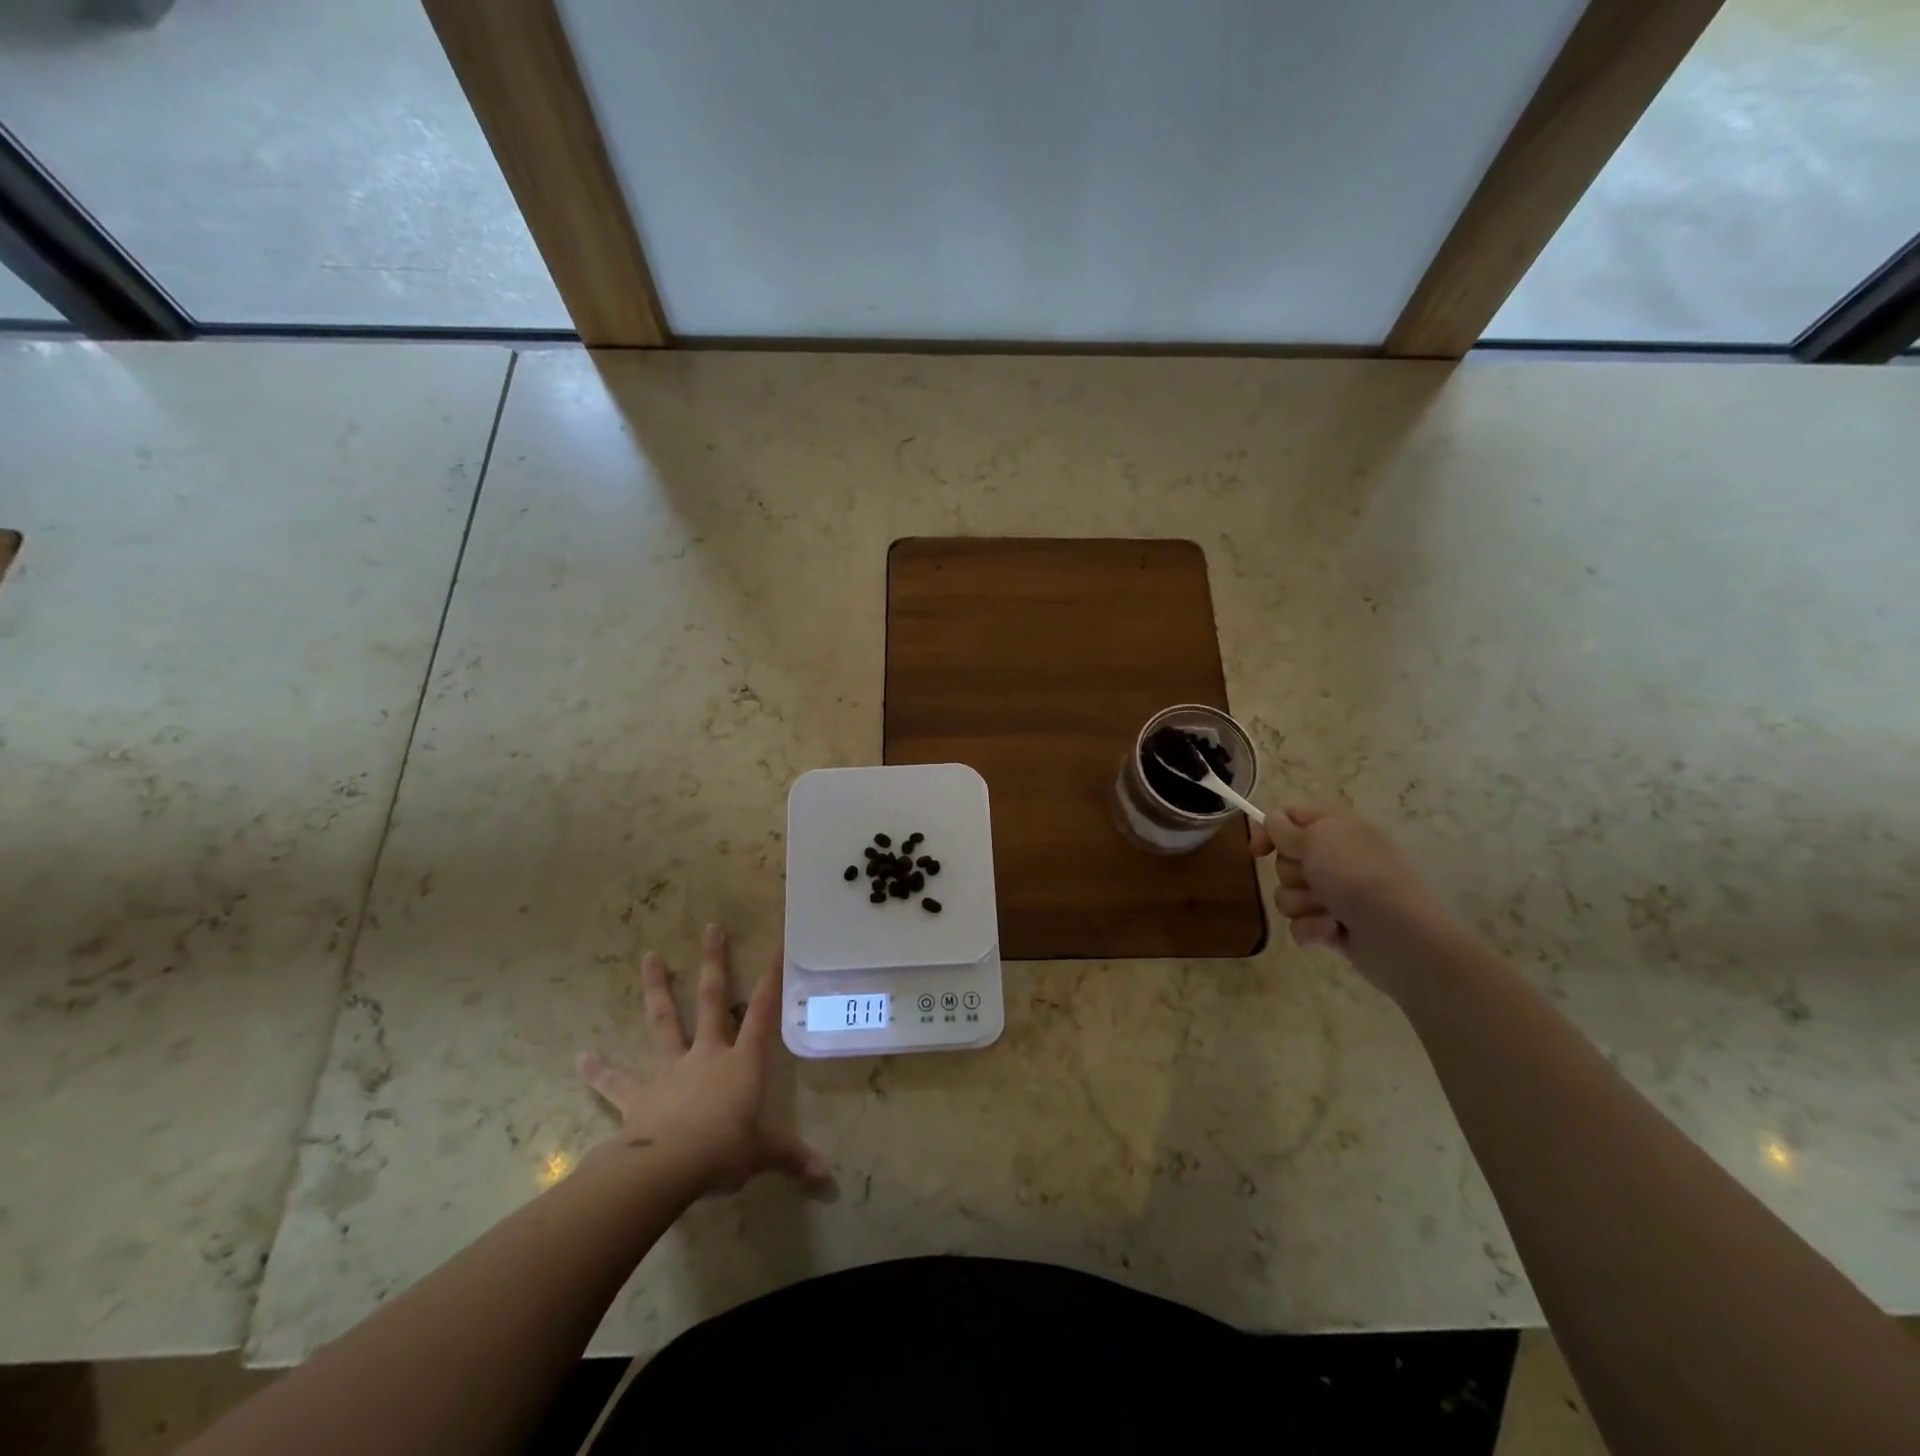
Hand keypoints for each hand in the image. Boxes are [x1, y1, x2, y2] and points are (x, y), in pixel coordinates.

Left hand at [577, 924, 829, 1196]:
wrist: (666, 1168)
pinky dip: (599, 1070)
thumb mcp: (763, 1154)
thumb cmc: (723, 1152)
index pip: (763, 1012)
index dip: (772, 979)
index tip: (777, 945)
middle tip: (710, 928)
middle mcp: (706, 1054)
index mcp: (741, 1063)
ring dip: (657, 989)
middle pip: (713, 1000)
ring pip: (665, 1022)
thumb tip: (827, 1173)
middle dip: (714, 963)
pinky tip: (581, 1057)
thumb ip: (792, 1157)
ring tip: (649, 957)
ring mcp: (670, 1071)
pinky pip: (616, 1082)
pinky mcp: (638, 1096)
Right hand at [1250, 807, 1453, 985]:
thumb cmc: (1359, 878)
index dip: (1270, 829)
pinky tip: (1332, 932)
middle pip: (1285, 860)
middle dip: (1292, 874)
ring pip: (1288, 895)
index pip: (1291, 816)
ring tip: (1328, 912)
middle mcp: (1336, 859)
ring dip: (1302, 904)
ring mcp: (1336, 895)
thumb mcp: (1318, 840)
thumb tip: (1272, 819)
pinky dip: (1312, 929)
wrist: (1402, 938)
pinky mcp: (1333, 927)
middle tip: (1314, 880)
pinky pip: (1300, 924)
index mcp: (1338, 829)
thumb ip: (1287, 829)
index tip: (1259, 850)